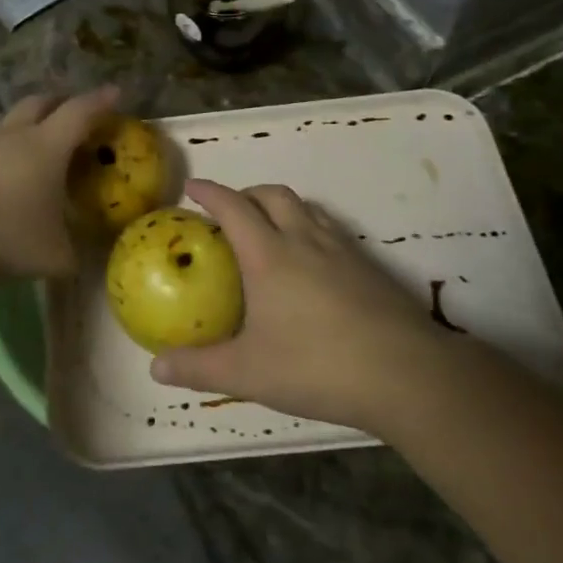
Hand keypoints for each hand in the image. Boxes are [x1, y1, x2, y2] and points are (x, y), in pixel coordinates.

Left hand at [0, 87, 119, 281]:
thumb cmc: (3, 236)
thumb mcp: (52, 257)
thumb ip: (73, 256)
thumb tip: (80, 261)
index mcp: (46, 147)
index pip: (80, 112)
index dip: (100, 101)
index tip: (115, 93)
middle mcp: (12, 134)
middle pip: (40, 102)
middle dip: (60, 103)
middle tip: (72, 113)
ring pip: (3, 116)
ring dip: (21, 118)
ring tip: (27, 133)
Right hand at [151, 179, 444, 432]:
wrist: (406, 375)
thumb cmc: (317, 366)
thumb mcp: (248, 373)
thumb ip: (199, 368)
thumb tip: (156, 368)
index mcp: (269, 254)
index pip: (233, 207)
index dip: (210, 192)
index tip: (192, 187)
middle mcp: (304, 240)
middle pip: (273, 195)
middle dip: (247, 193)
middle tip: (230, 211)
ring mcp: (342, 250)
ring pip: (307, 208)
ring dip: (282, 207)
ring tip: (270, 230)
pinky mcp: (370, 267)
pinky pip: (332, 230)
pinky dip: (311, 228)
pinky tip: (313, 264)